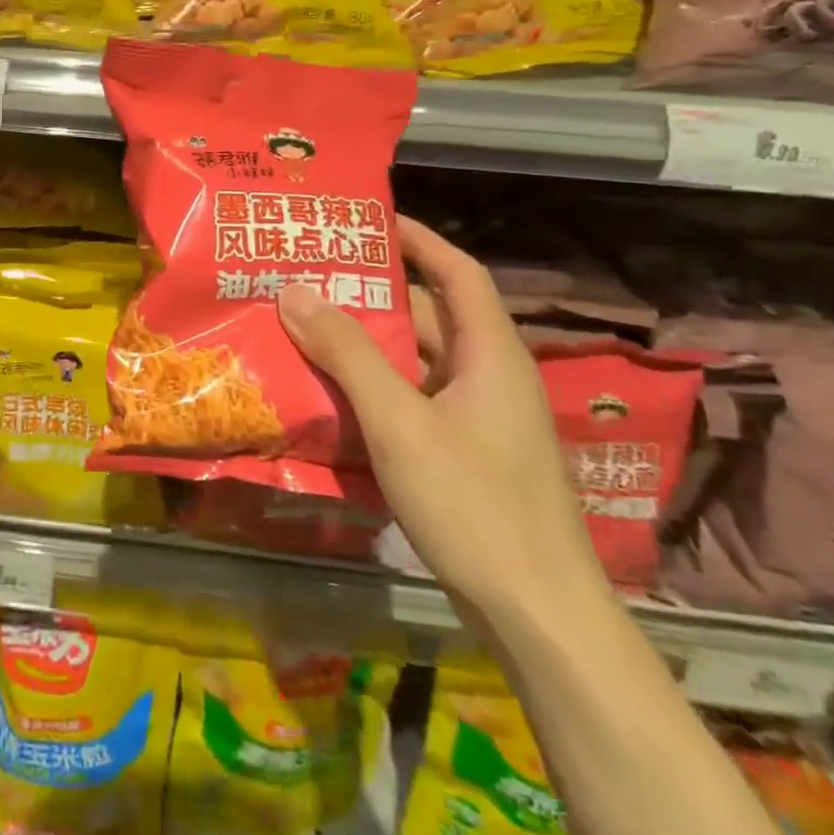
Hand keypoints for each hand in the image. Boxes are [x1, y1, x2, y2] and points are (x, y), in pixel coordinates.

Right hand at [278, 217, 609, 632]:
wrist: (539, 615)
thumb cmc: (475, 504)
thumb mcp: (400, 422)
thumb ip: (347, 353)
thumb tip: (294, 290)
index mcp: (491, 355)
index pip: (459, 272)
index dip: (418, 238)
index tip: (367, 219)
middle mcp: (490, 377)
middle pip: (430, 317)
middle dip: (371, 294)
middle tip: (309, 277)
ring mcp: (479, 420)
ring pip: (416, 363)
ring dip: (364, 346)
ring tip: (303, 328)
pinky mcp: (465, 454)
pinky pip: (412, 400)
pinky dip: (372, 388)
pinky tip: (328, 395)